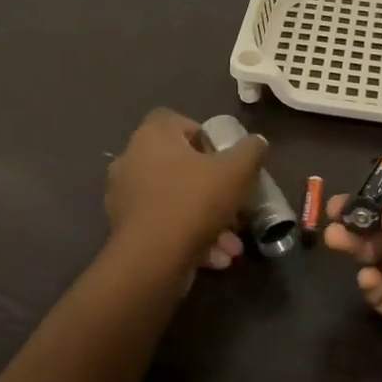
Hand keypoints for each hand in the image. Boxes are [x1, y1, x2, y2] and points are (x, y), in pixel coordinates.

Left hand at [106, 108, 267, 274]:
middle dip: (213, 190)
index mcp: (152, 137)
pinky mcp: (124, 230)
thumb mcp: (237, 171)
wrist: (151, 260)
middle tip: (235, 207)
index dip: (203, 136)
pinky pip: (164, 226)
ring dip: (207, 220)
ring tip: (231, 245)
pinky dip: (189, 238)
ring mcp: (125, 197)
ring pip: (176, 202)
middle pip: (179, 166)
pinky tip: (215, 258)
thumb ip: (251, 151)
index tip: (224, 159)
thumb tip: (257, 142)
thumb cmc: (193, 202)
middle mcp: (131, 160)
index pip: (175, 121)